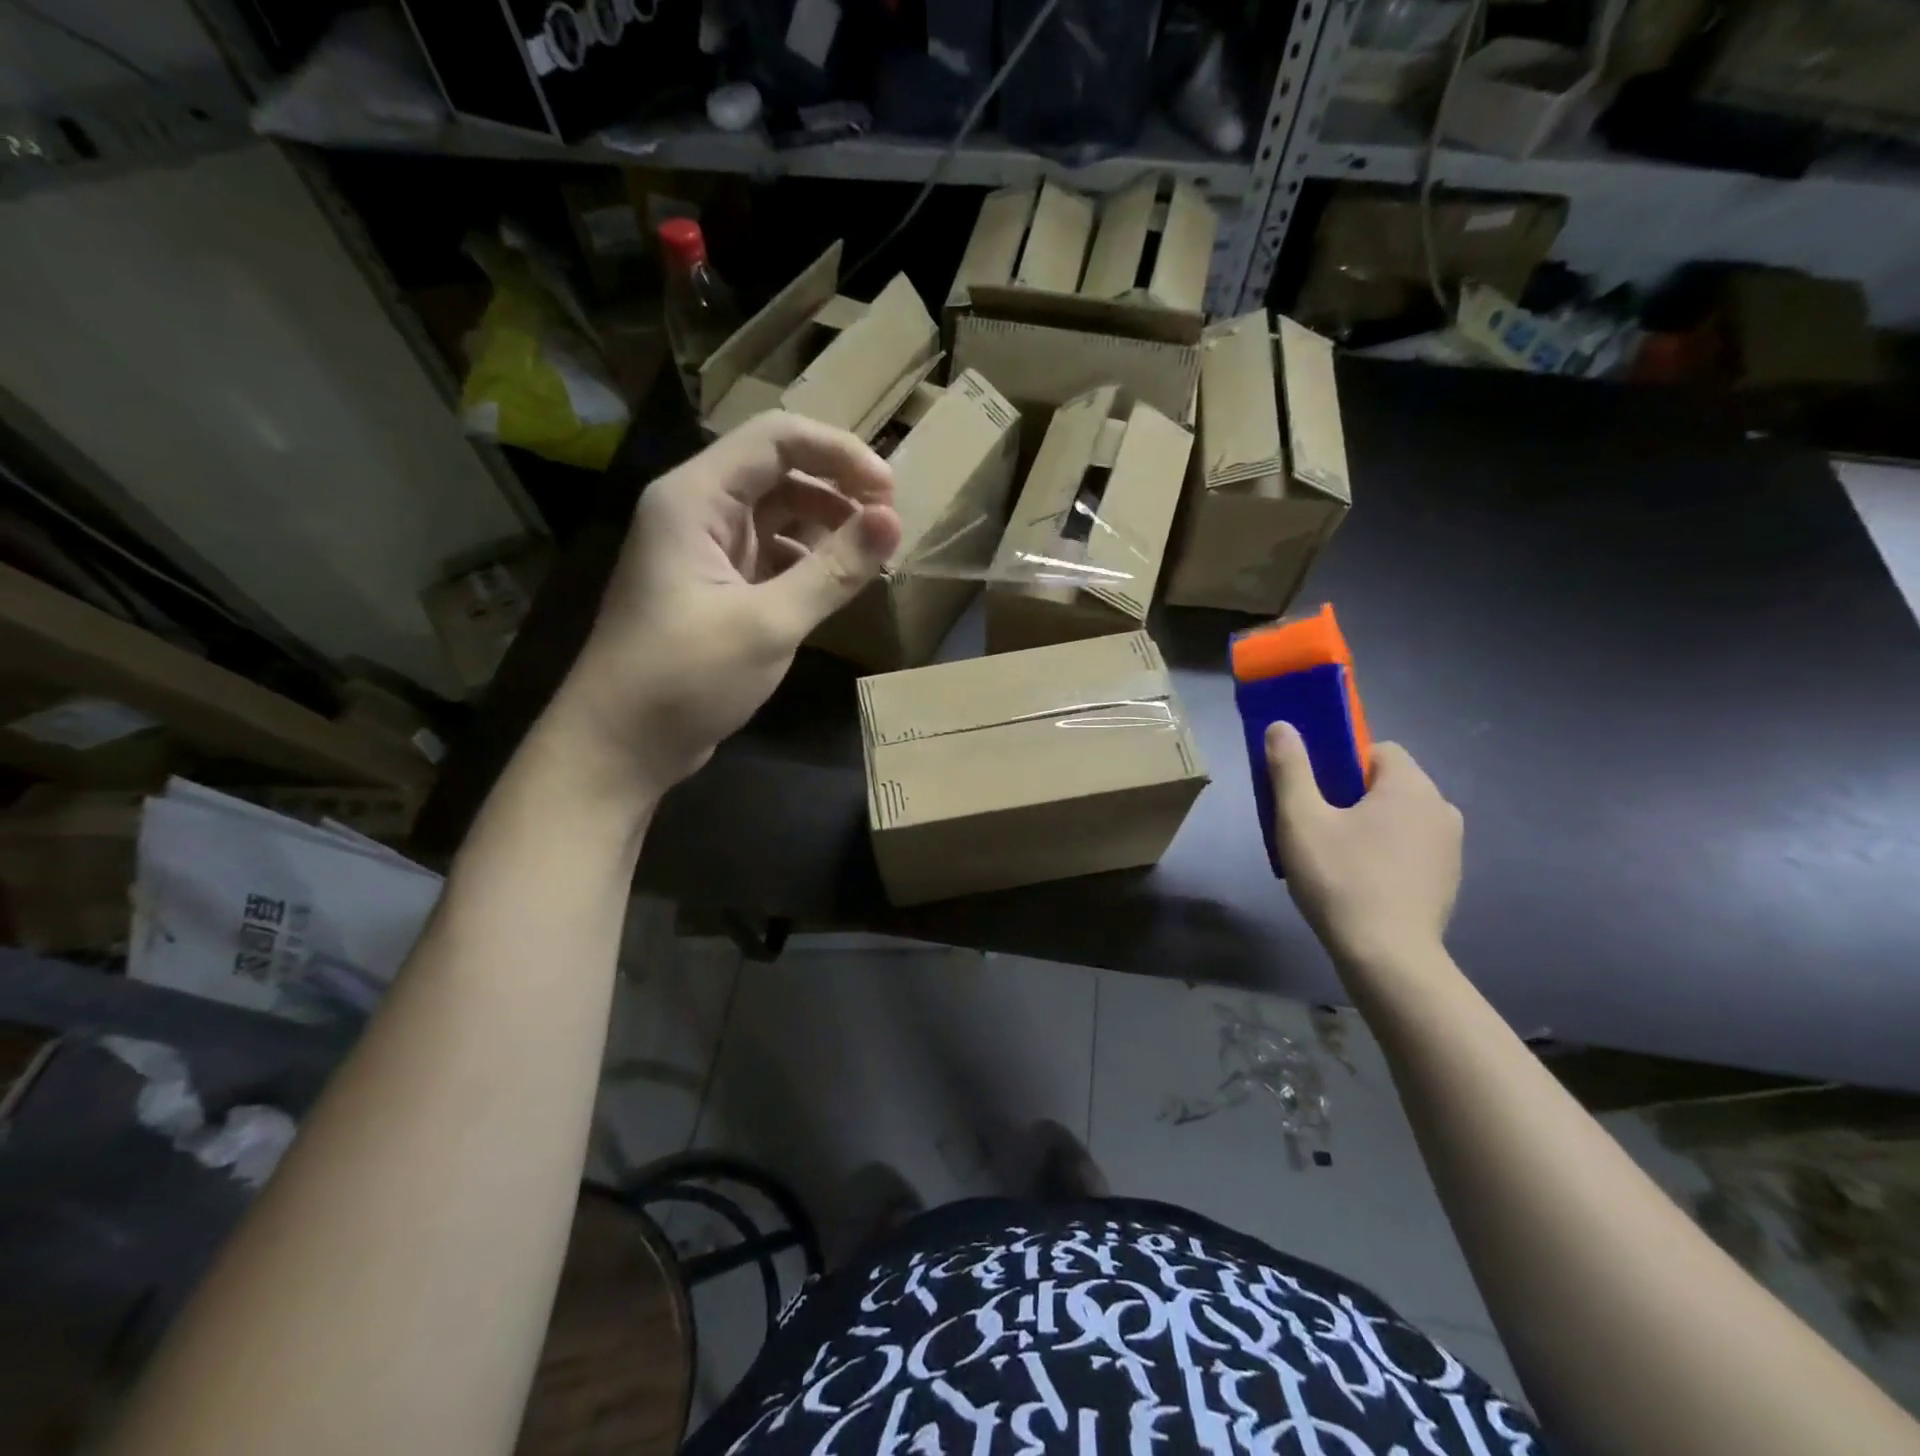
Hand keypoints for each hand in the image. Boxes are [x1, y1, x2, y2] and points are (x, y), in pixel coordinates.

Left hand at [546, 412, 901, 799]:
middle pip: (779, 471)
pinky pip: (770, 555)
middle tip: (888, 528)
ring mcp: (704, 550)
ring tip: (871, 557)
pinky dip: (807, 562)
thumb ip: (833, 570)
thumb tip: (894, 522)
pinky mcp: (714, 587)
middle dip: (837, 490)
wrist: (619, 745)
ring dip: (826, 527)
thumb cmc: (685, 678)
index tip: (890, 492)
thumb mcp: (768, 624)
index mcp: (695, 498)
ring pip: (777, 515)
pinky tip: (836, 586)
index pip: (777, 439)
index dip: (840, 453)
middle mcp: (697, 510)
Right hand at [1266, 723, 1462, 966]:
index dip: (1341, 762)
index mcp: (1410, 786)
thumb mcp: (1301, 819)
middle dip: (1352, 795)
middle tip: (1315, 825)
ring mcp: (1451, 847)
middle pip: (1388, 783)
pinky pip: (1410, 848)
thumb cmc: (1340, 879)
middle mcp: (1441, 808)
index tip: (1315, 791)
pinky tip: (1359, 881)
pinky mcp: (1448, 880)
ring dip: (1369, 825)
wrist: (1387, 957)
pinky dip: (1386, 853)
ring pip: (1399, 817)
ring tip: (1334, 857)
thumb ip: (1291, 768)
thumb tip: (1282, 725)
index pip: (1378, 750)